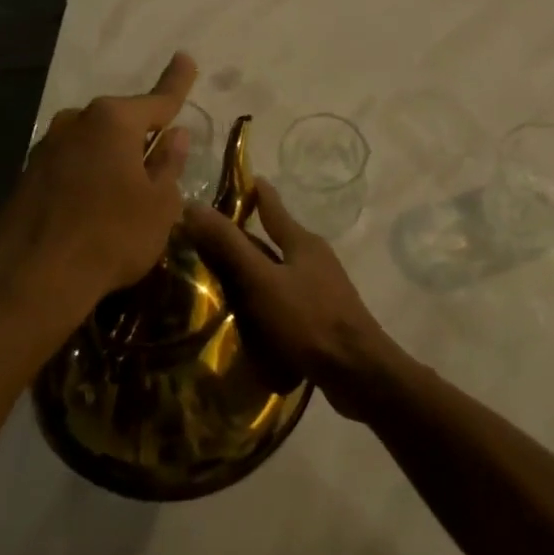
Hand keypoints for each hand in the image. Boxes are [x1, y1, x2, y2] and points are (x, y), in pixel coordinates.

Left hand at [0, 53, 197, 336]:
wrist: (32, 277)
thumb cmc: (111, 236)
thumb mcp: (159, 205)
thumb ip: (169, 164)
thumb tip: (175, 136)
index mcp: (114, 120)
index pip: (158, 99)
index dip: (177, 82)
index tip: (186, 57)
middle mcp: (77, 120)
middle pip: (121, 121)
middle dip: (141, 134)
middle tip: (159, 159)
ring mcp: (48, 145)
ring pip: (94, 142)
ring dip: (112, 156)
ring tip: (125, 192)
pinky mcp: (29, 172)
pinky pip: (72, 162)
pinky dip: (88, 174)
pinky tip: (93, 206)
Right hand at [182, 179, 400, 419]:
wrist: (359, 373)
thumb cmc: (308, 319)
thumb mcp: (261, 280)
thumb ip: (229, 245)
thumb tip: (194, 205)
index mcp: (301, 241)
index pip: (271, 205)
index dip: (252, 191)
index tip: (232, 181)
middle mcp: (314, 258)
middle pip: (275, 239)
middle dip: (245, 237)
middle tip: (208, 238)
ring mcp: (322, 288)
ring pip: (280, 270)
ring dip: (254, 271)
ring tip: (220, 278)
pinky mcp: (323, 317)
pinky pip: (286, 298)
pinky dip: (265, 298)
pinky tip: (248, 314)